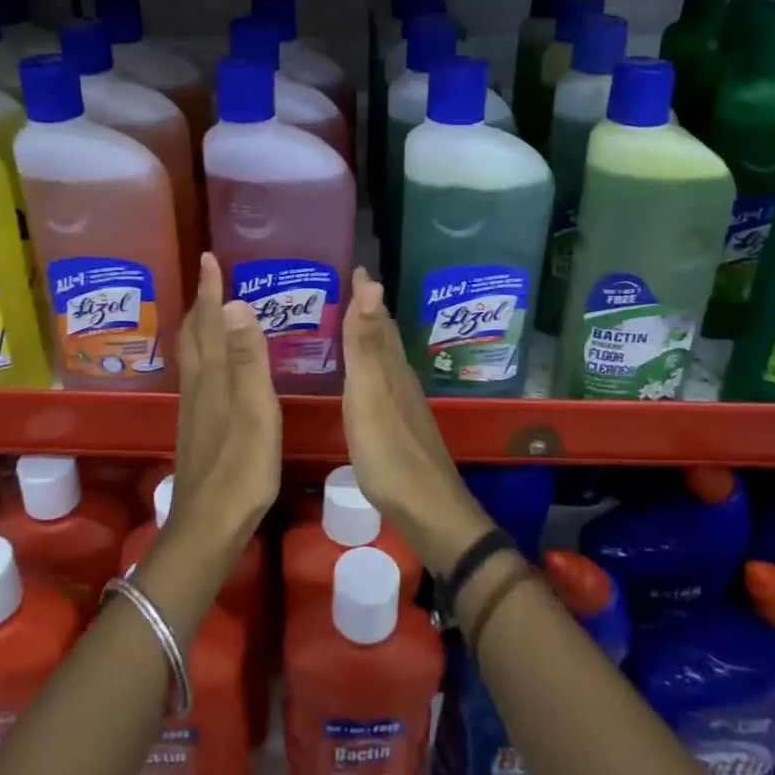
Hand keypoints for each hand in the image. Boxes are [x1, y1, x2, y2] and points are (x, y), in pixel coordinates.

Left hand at [166, 254, 280, 558]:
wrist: (209, 525)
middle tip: (210, 276)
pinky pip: (200, 374)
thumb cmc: (241, 468)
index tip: (209, 257)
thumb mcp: (254, 410)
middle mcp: (199, 386)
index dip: (210, 289)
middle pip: (194, 335)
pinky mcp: (199, 427)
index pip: (210, 321)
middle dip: (202, 302)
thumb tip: (235, 304)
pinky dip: (206, 354)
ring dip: (201, 326)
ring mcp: (196, 409)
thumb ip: (246, 359)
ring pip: (194, 355)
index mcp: (213, 377)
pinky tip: (216, 366)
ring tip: (213, 311)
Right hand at [341, 267, 491, 573]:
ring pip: (384, 358)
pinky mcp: (399, 426)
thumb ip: (365, 344)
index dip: (366, 292)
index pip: (377, 317)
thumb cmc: (390, 452)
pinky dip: (369, 368)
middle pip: (383, 335)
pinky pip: (381, 381)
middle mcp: (399, 378)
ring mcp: (402, 404)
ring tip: (350, 324)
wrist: (426, 509)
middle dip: (368, 310)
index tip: (355, 266)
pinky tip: (362, 380)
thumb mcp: (369, 395)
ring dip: (369, 337)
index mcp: (390, 367)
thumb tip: (372, 284)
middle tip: (348, 288)